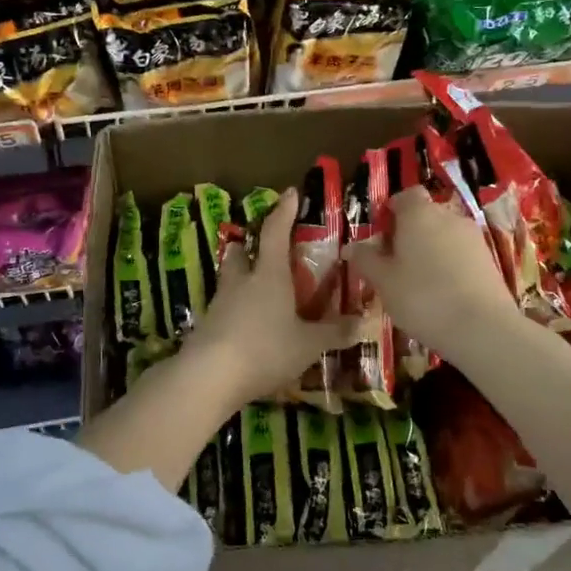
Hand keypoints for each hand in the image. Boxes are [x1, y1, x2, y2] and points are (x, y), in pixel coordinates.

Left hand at [186, 190, 350, 406]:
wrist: (209, 376)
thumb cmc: (265, 348)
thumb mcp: (308, 344)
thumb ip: (334, 333)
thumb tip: (363, 323)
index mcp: (269, 275)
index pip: (275, 232)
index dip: (284, 212)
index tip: (290, 194)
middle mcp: (241, 282)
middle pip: (240, 253)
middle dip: (249, 247)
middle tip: (260, 248)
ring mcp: (219, 304)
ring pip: (229, 280)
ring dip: (239, 278)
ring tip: (254, 288)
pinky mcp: (206, 327)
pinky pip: (223, 309)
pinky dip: (234, 310)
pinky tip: (244, 325)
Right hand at [345, 186, 525, 364]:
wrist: (482, 328)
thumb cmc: (422, 298)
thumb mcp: (384, 282)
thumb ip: (366, 260)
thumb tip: (350, 247)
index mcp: (419, 214)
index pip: (406, 195)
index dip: (392, 209)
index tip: (380, 233)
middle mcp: (448, 217)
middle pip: (425, 214)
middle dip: (409, 232)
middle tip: (393, 261)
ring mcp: (473, 237)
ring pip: (444, 234)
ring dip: (430, 249)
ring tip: (416, 281)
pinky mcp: (489, 259)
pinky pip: (460, 253)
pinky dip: (449, 264)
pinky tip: (441, 292)